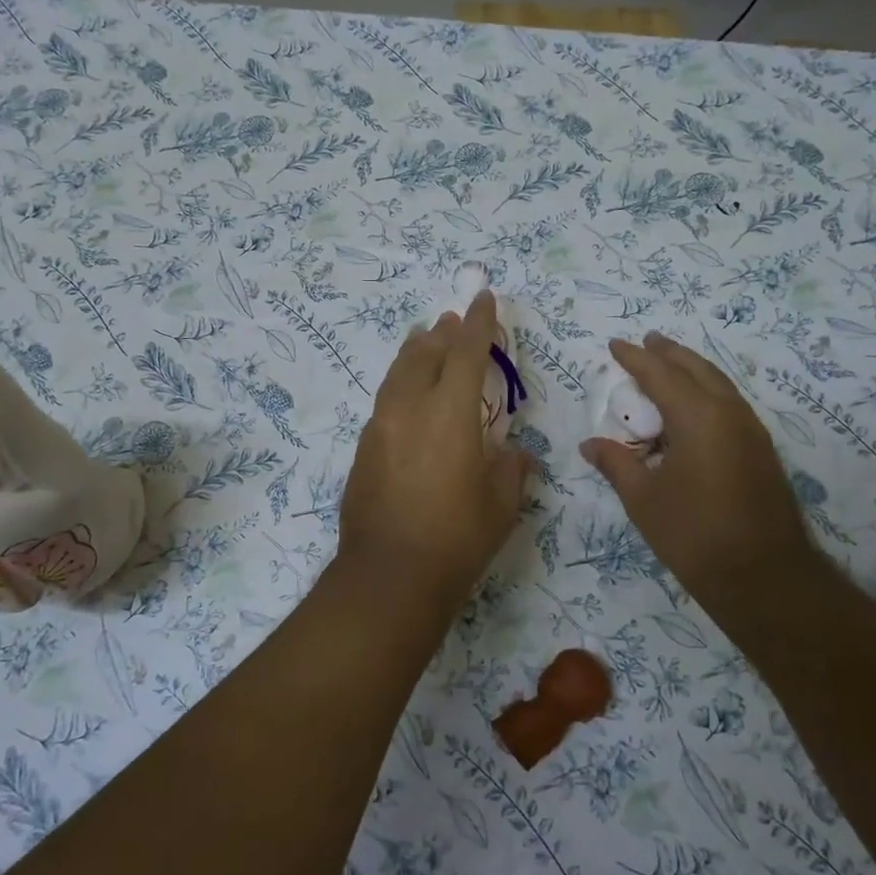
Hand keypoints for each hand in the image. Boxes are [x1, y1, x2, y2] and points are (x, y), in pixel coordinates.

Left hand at [338, 292, 530, 610]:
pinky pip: (384, 402)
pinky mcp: (363, 450)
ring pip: (396, 374)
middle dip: (441, 334)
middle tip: (451, 321)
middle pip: (423, 354)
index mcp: (449, 414)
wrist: (389, 576)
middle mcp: (409, 409)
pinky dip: (400, 385)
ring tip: (423, 340)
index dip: (478, 323)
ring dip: (414, 353)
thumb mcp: (501, 504)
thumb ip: (510, 469)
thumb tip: (513, 455)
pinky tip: (406, 396)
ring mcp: (380, 428)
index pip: (465, 352)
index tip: (483, 298)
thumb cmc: (456, 539)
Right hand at [581, 334, 817, 603]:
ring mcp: (751, 432)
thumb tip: (590, 444)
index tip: (615, 345)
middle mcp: (730, 414)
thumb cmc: (695, 536)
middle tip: (647, 341)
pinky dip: (707, 391)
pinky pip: (730, 403)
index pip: (661, 374)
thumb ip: (617, 464)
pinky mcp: (761, 451)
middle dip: (670, 353)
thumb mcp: (644, 500)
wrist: (765, 578)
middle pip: (697, 369)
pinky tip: (694, 407)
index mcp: (698, 418)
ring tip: (669, 364)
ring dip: (692, 370)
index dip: (636, 358)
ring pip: (719, 384)